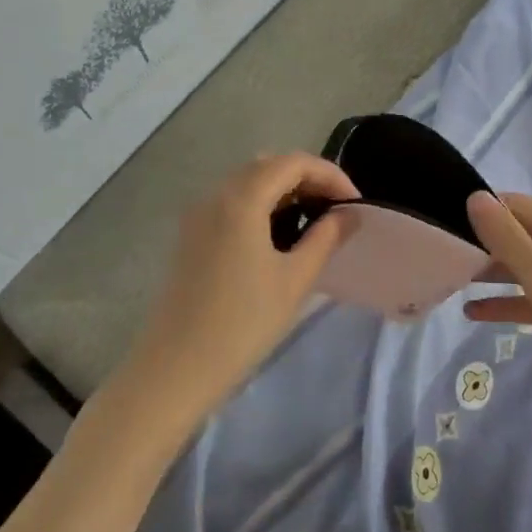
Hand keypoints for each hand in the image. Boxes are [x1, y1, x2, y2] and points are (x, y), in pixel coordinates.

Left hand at [124, 153, 358, 420]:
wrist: (175, 369)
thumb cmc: (242, 324)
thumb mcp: (295, 280)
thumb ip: (326, 238)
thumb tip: (349, 214)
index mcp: (242, 199)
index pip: (294, 162)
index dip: (330, 174)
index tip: (355, 203)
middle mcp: (216, 194)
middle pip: (269, 164)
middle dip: (308, 178)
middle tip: (337, 208)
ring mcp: (198, 213)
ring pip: (249, 181)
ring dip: (285, 189)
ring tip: (314, 219)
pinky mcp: (191, 234)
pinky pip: (232, 201)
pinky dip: (262, 203)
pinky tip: (279, 234)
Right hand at [464, 191, 531, 440]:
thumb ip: (509, 240)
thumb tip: (476, 197)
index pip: (517, 207)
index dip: (483, 209)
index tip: (443, 221)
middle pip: (520, 237)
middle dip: (483, 243)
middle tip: (439, 255)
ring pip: (524, 270)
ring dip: (491, 274)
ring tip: (449, 280)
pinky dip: (507, 304)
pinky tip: (475, 314)